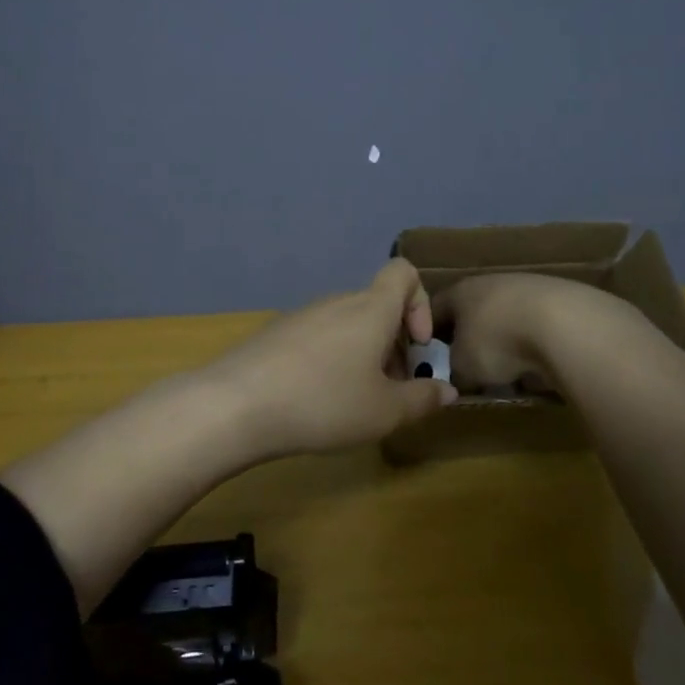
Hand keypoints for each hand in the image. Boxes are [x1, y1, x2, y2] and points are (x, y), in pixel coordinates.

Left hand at [202, 259, 457, 455]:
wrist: (237, 403)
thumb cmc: (324, 402)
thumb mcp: (385, 412)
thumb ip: (422, 399)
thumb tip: (447, 390)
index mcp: (370, 309)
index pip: (403, 272)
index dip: (421, 302)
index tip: (418, 345)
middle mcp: (337, 301)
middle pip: (377, 306)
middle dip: (394, 343)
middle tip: (392, 390)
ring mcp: (302, 315)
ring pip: (348, 323)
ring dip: (364, 353)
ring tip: (356, 400)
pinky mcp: (276, 333)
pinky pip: (318, 335)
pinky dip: (331, 358)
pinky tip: (317, 399)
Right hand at [433, 272, 631, 392]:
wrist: (566, 326)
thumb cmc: (498, 341)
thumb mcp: (463, 366)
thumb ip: (453, 370)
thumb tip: (457, 375)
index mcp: (460, 291)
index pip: (434, 309)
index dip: (428, 334)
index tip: (430, 358)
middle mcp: (492, 282)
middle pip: (473, 312)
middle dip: (471, 340)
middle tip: (471, 370)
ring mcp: (529, 288)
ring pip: (507, 319)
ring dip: (505, 343)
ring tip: (510, 373)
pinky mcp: (562, 301)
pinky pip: (537, 327)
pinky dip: (535, 345)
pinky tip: (541, 366)